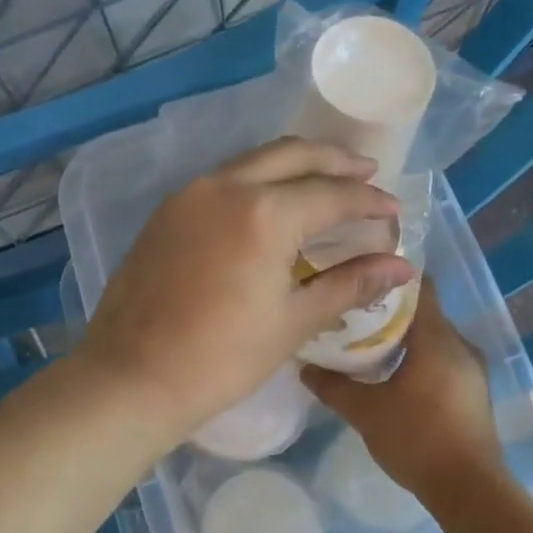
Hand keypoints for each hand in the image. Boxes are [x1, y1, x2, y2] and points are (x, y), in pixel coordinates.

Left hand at [74, 139, 415, 439]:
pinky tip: (272, 204)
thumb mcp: (293, 321)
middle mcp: (226, 186)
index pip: (332, 194)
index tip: (393, 212)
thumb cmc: (221, 358)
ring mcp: (189, 195)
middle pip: (292, 155)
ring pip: (254, 161)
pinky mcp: (167, 212)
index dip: (369, 202)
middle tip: (366, 173)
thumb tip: (401, 268)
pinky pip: (224, 180)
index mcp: (264, 212)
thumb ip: (349, 284)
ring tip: (324, 182)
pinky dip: (258, 180)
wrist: (131, 377)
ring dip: (294, 165)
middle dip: (335, 161)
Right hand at [302, 279, 505, 501]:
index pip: (419, 287)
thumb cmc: (417, 439)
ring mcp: (471, 369)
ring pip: (432, 338)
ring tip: (364, 341)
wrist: (468, 490)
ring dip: (402, 337)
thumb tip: (304, 367)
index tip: (359, 275)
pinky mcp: (472, 391)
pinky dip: (416, 358)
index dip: (389, 277)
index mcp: (438, 338)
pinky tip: (390, 373)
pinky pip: (441, 359)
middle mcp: (460, 345)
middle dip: (388, 310)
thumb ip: (333, 386)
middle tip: (351, 311)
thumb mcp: (365, 412)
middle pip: (423, 312)